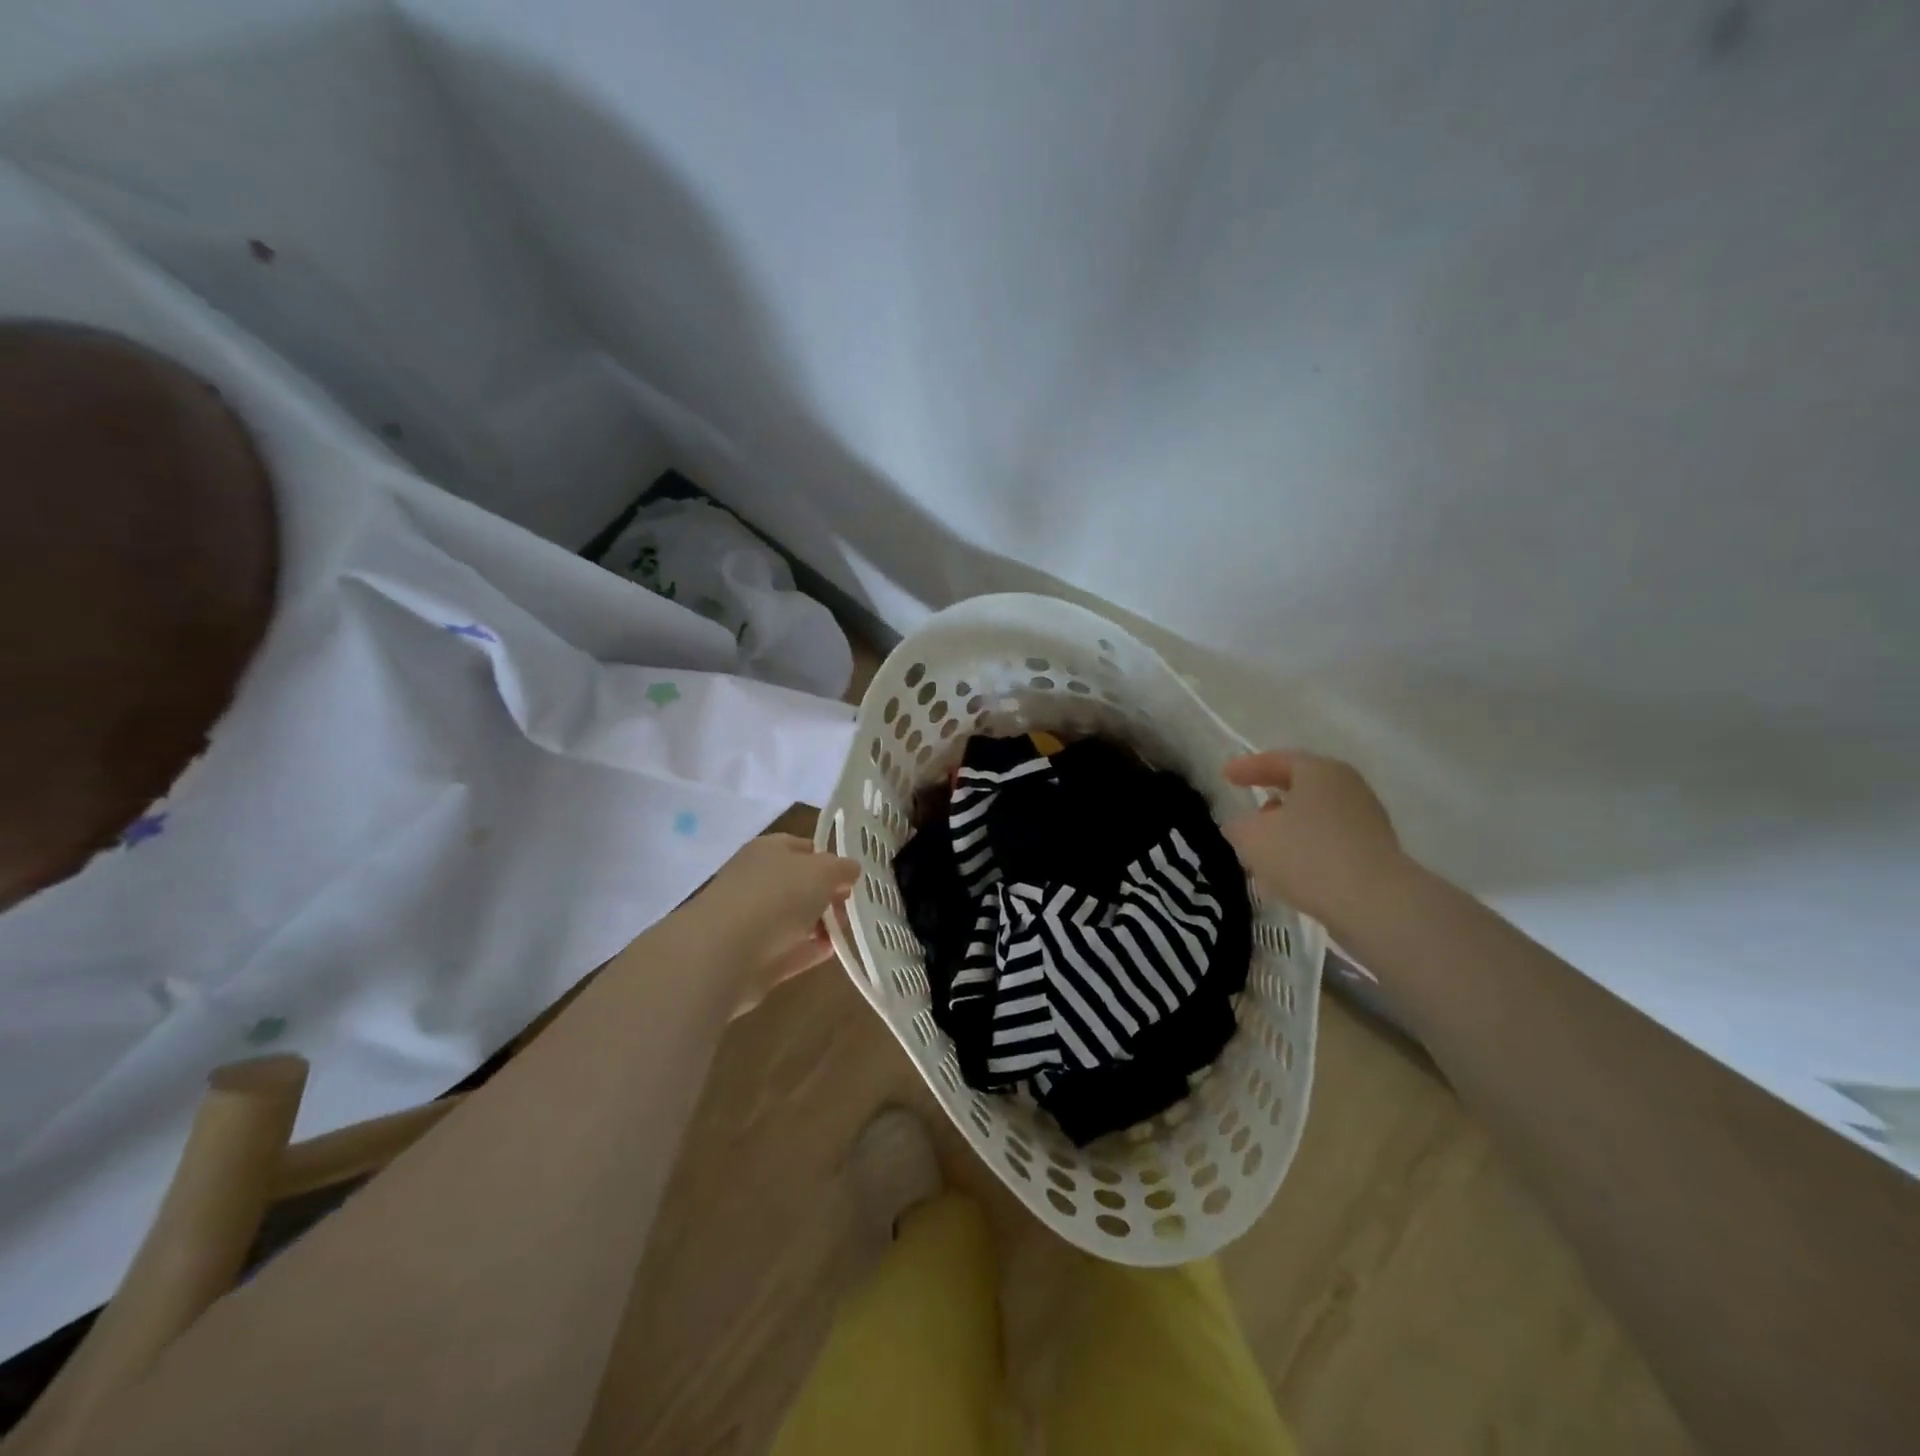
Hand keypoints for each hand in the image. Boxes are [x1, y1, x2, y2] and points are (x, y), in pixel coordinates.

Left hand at [681, 834, 858, 1014]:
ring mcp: (751, 921)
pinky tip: (831, 953)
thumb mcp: (822, 870)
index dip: (829, 858)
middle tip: (851, 905)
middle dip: (827, 894)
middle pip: (799, 884)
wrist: (723, 953)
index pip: (803, 847)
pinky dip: (808, 951)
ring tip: (845, 931)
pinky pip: (788, 951)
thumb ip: (841, 868)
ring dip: (819, 924)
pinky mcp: (752, 958)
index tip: (853, 876)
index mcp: (768, 850)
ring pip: (793, 918)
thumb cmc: (776, 896)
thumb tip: (850, 870)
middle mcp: (757, 881)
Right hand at [1222, 749, 1406, 929]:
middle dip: (1271, 803)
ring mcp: (1367, 821)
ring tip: (1263, 852)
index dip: (1248, 767)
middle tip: (1248, 814)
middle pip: (1301, 789)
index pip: (1278, 760)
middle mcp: (1348, 788)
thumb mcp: (1253, 837)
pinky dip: (1306, 853)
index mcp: (1320, 771)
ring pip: (1314, 819)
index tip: (1225, 776)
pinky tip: (1288, 875)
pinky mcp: (1375, 854)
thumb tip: (1243, 825)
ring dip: (1288, 832)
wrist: (1376, 904)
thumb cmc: (1307, 856)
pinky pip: (1329, 845)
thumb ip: (1239, 826)